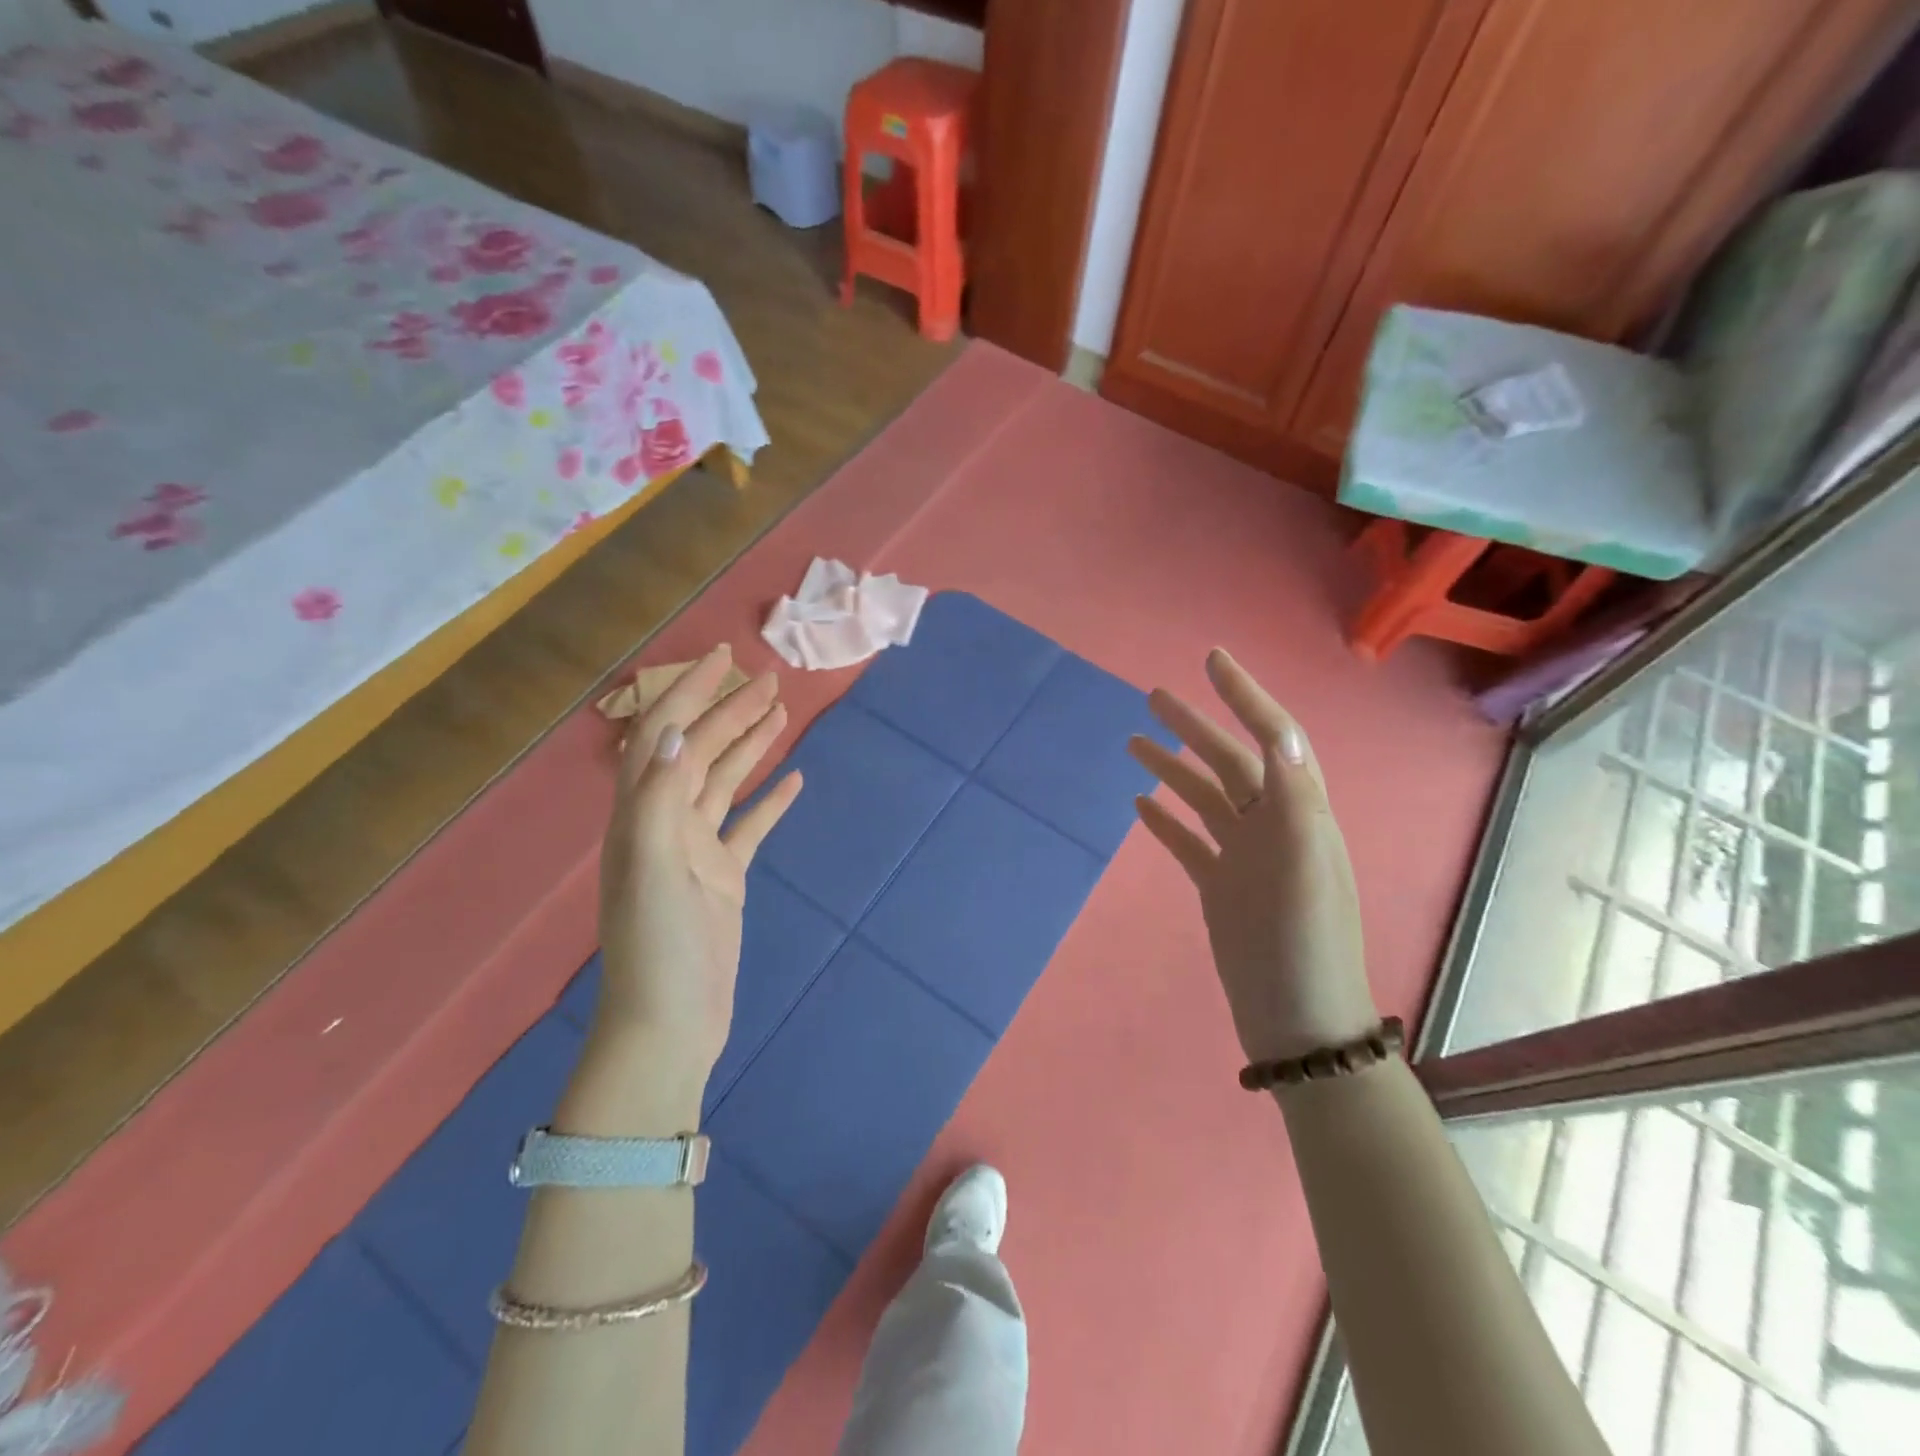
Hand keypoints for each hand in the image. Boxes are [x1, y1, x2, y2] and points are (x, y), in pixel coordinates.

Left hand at [596, 646, 803, 1090]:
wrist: (670, 1023)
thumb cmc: (656, 945)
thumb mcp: (651, 866)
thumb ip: (657, 796)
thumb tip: (669, 730)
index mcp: (641, 813)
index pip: (664, 734)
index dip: (690, 692)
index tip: (724, 659)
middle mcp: (665, 822)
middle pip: (702, 751)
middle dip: (731, 711)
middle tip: (771, 679)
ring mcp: (697, 850)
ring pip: (727, 782)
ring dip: (751, 746)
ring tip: (782, 713)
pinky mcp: (725, 877)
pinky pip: (749, 826)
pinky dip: (770, 801)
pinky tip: (794, 780)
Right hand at [1130, 649, 1377, 1065]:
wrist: (1298, 1023)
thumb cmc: (1304, 945)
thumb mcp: (1307, 868)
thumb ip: (1294, 800)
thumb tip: (1280, 733)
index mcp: (1299, 813)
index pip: (1273, 738)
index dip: (1244, 696)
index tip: (1212, 660)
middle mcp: (1272, 826)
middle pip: (1228, 761)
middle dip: (1194, 726)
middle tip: (1154, 696)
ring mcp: (1244, 857)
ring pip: (1203, 797)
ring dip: (1172, 767)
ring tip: (1134, 741)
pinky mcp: (1221, 886)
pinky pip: (1189, 841)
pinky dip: (1166, 819)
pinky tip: (1139, 804)